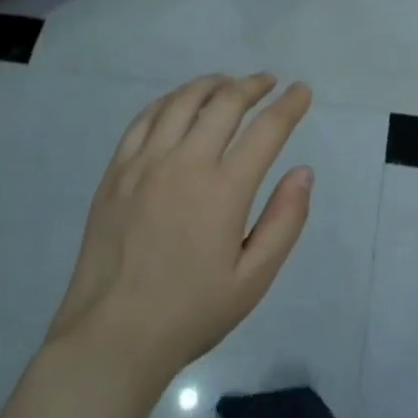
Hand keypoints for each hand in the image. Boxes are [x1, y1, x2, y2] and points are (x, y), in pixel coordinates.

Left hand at [48, 74, 313, 381]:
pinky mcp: (116, 172)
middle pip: (224, 103)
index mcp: (224, 190)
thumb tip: (304, 172)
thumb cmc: (191, 312)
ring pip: (182, 102)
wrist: (113, 336)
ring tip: (228, 83)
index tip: (302, 90)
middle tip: (268, 81)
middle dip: (252, 85)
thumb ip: (285, 221)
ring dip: (211, 85)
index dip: (289, 105)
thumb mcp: (254, 279)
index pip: (266, 130)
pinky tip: (179, 103)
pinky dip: (169, 101)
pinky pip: (144, 119)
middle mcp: (185, 163)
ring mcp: (144, 164)